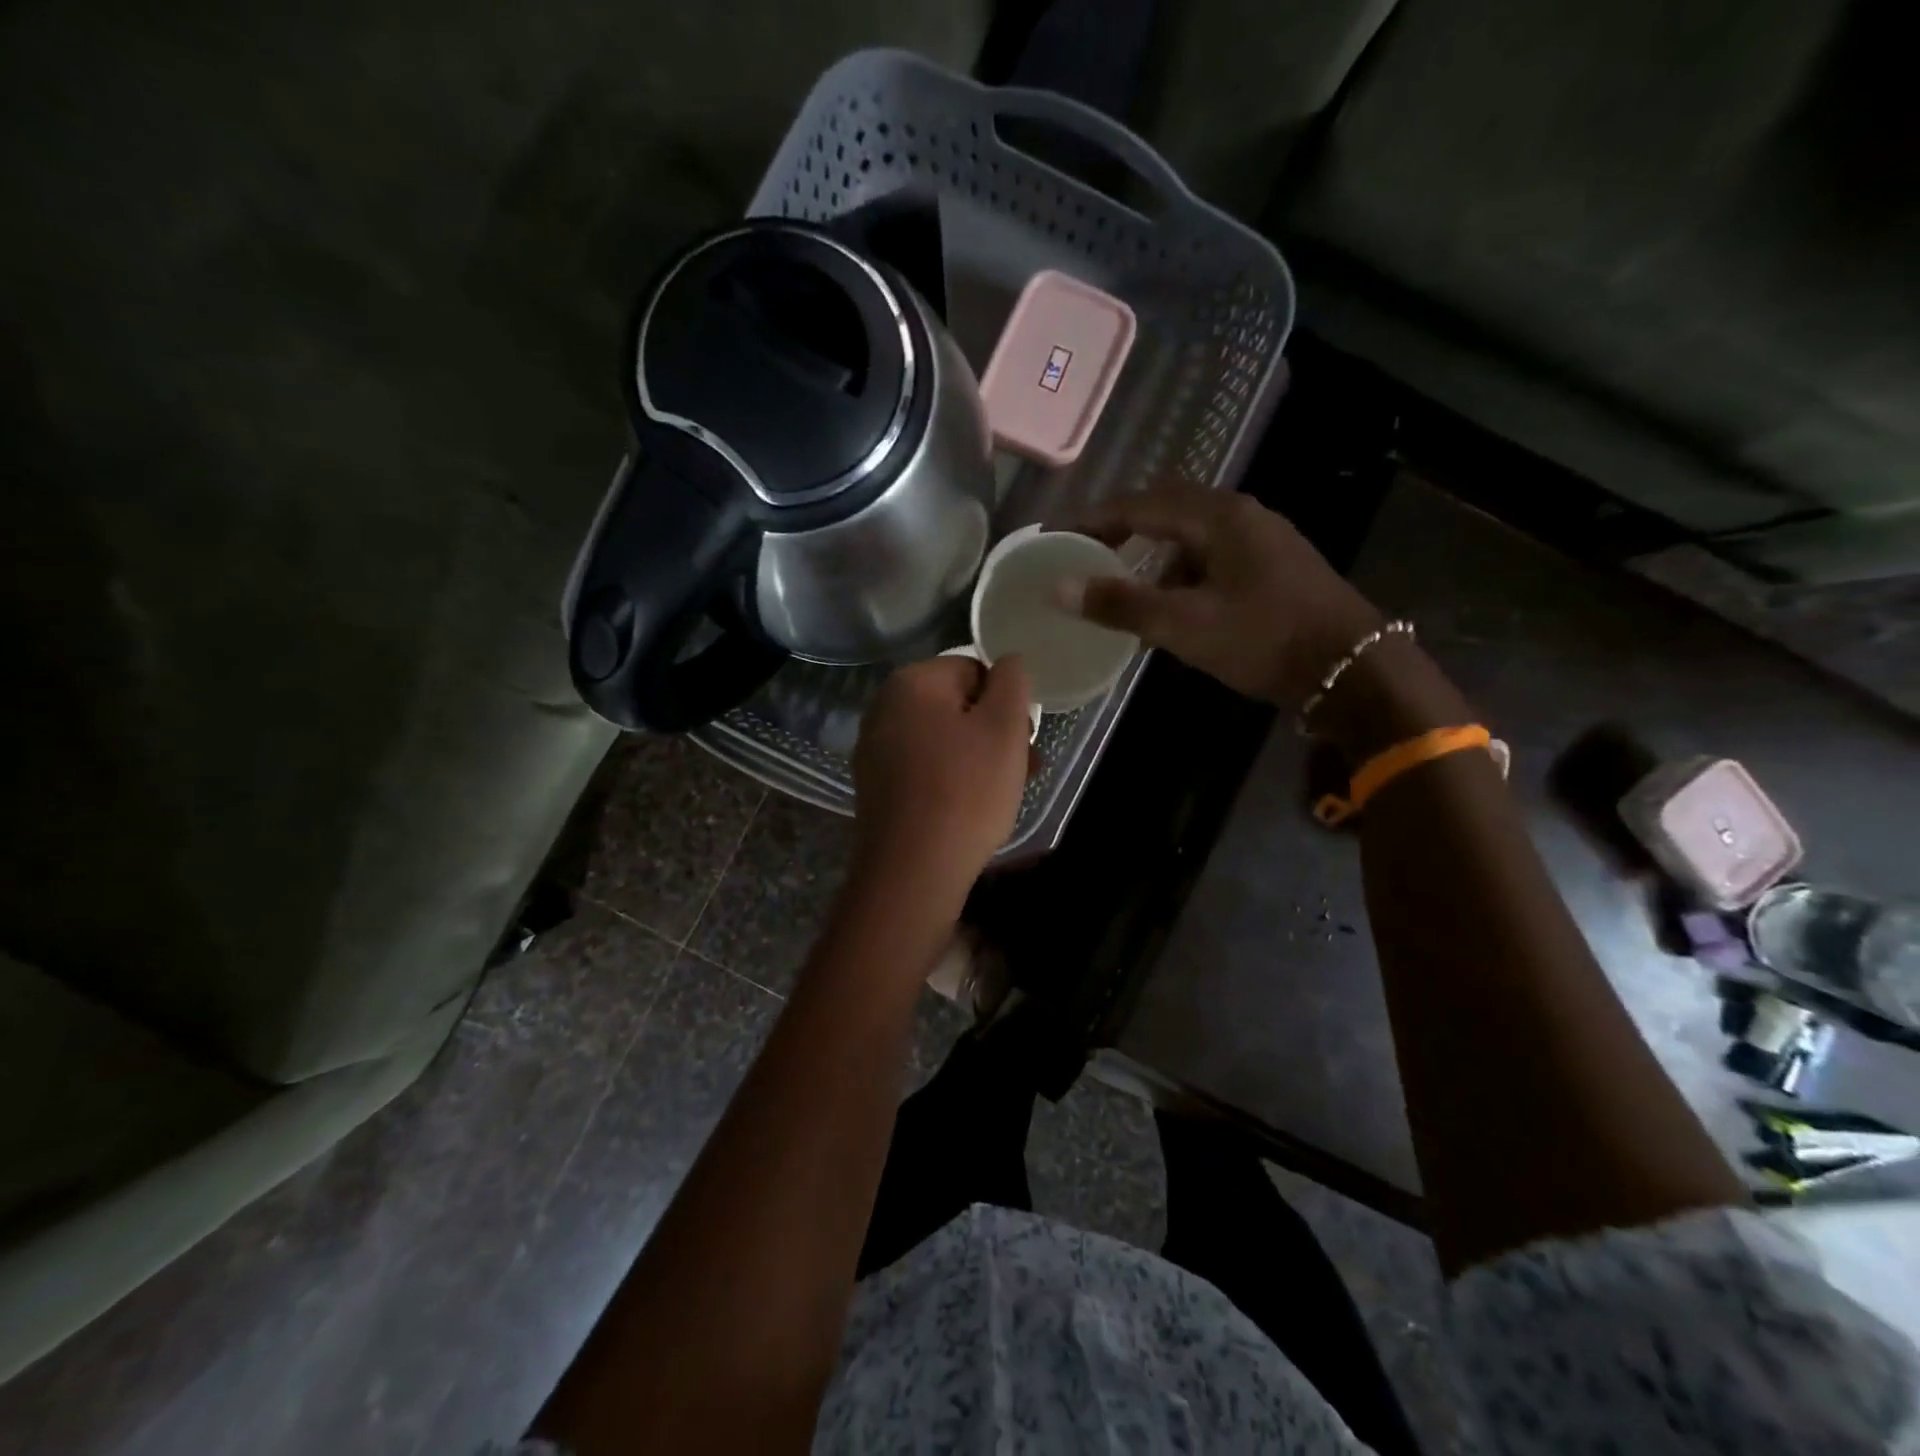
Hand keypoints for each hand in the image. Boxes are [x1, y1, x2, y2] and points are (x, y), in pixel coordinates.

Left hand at [850, 654, 1033, 912]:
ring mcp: (875, 749)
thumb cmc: (966, 790)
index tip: (1022, 739)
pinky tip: (973, 808)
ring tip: (1008, 792)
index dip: (1006, 702)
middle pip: (957, 706)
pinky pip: (925, 768)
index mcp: (911, 682)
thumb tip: (1007, 661)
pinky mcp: (876, 787)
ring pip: (943, 740)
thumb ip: (1011, 681)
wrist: (912, 871)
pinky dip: (952, 779)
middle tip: (1024, 768)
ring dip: (980, 758)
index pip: (974, 670)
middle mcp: (884, 708)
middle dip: (995, 732)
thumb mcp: (1003, 727)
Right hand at [1055, 486, 1383, 706]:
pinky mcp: (1273, 566)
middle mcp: (1240, 515)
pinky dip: (1182, 574)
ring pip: (1191, 535)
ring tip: (1127, 591)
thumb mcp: (1185, 625)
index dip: (1094, 520)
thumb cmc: (1265, 639)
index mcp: (1218, 517)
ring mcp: (1261, 539)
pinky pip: (1212, 557)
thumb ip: (1121, 604)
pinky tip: (1175, 609)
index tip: (1058, 538)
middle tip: (1087, 554)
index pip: (1140, 504)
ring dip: (1155, 556)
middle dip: (1123, 530)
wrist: (1352, 668)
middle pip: (1166, 509)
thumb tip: (1059, 588)